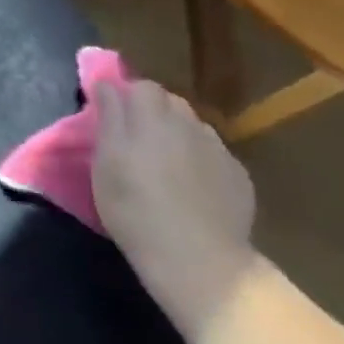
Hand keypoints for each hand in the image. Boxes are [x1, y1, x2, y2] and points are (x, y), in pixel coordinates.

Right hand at [89, 77, 257, 323]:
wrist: (198, 259)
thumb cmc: (135, 210)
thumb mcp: (105, 164)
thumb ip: (108, 118)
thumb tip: (107, 85)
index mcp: (151, 118)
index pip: (140, 86)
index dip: (125, 95)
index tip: (110, 114)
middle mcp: (188, 124)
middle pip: (169, 101)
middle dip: (151, 111)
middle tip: (133, 140)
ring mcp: (218, 149)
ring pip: (192, 126)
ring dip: (176, 134)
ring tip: (163, 163)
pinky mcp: (238, 175)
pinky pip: (213, 153)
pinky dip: (198, 159)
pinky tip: (190, 186)